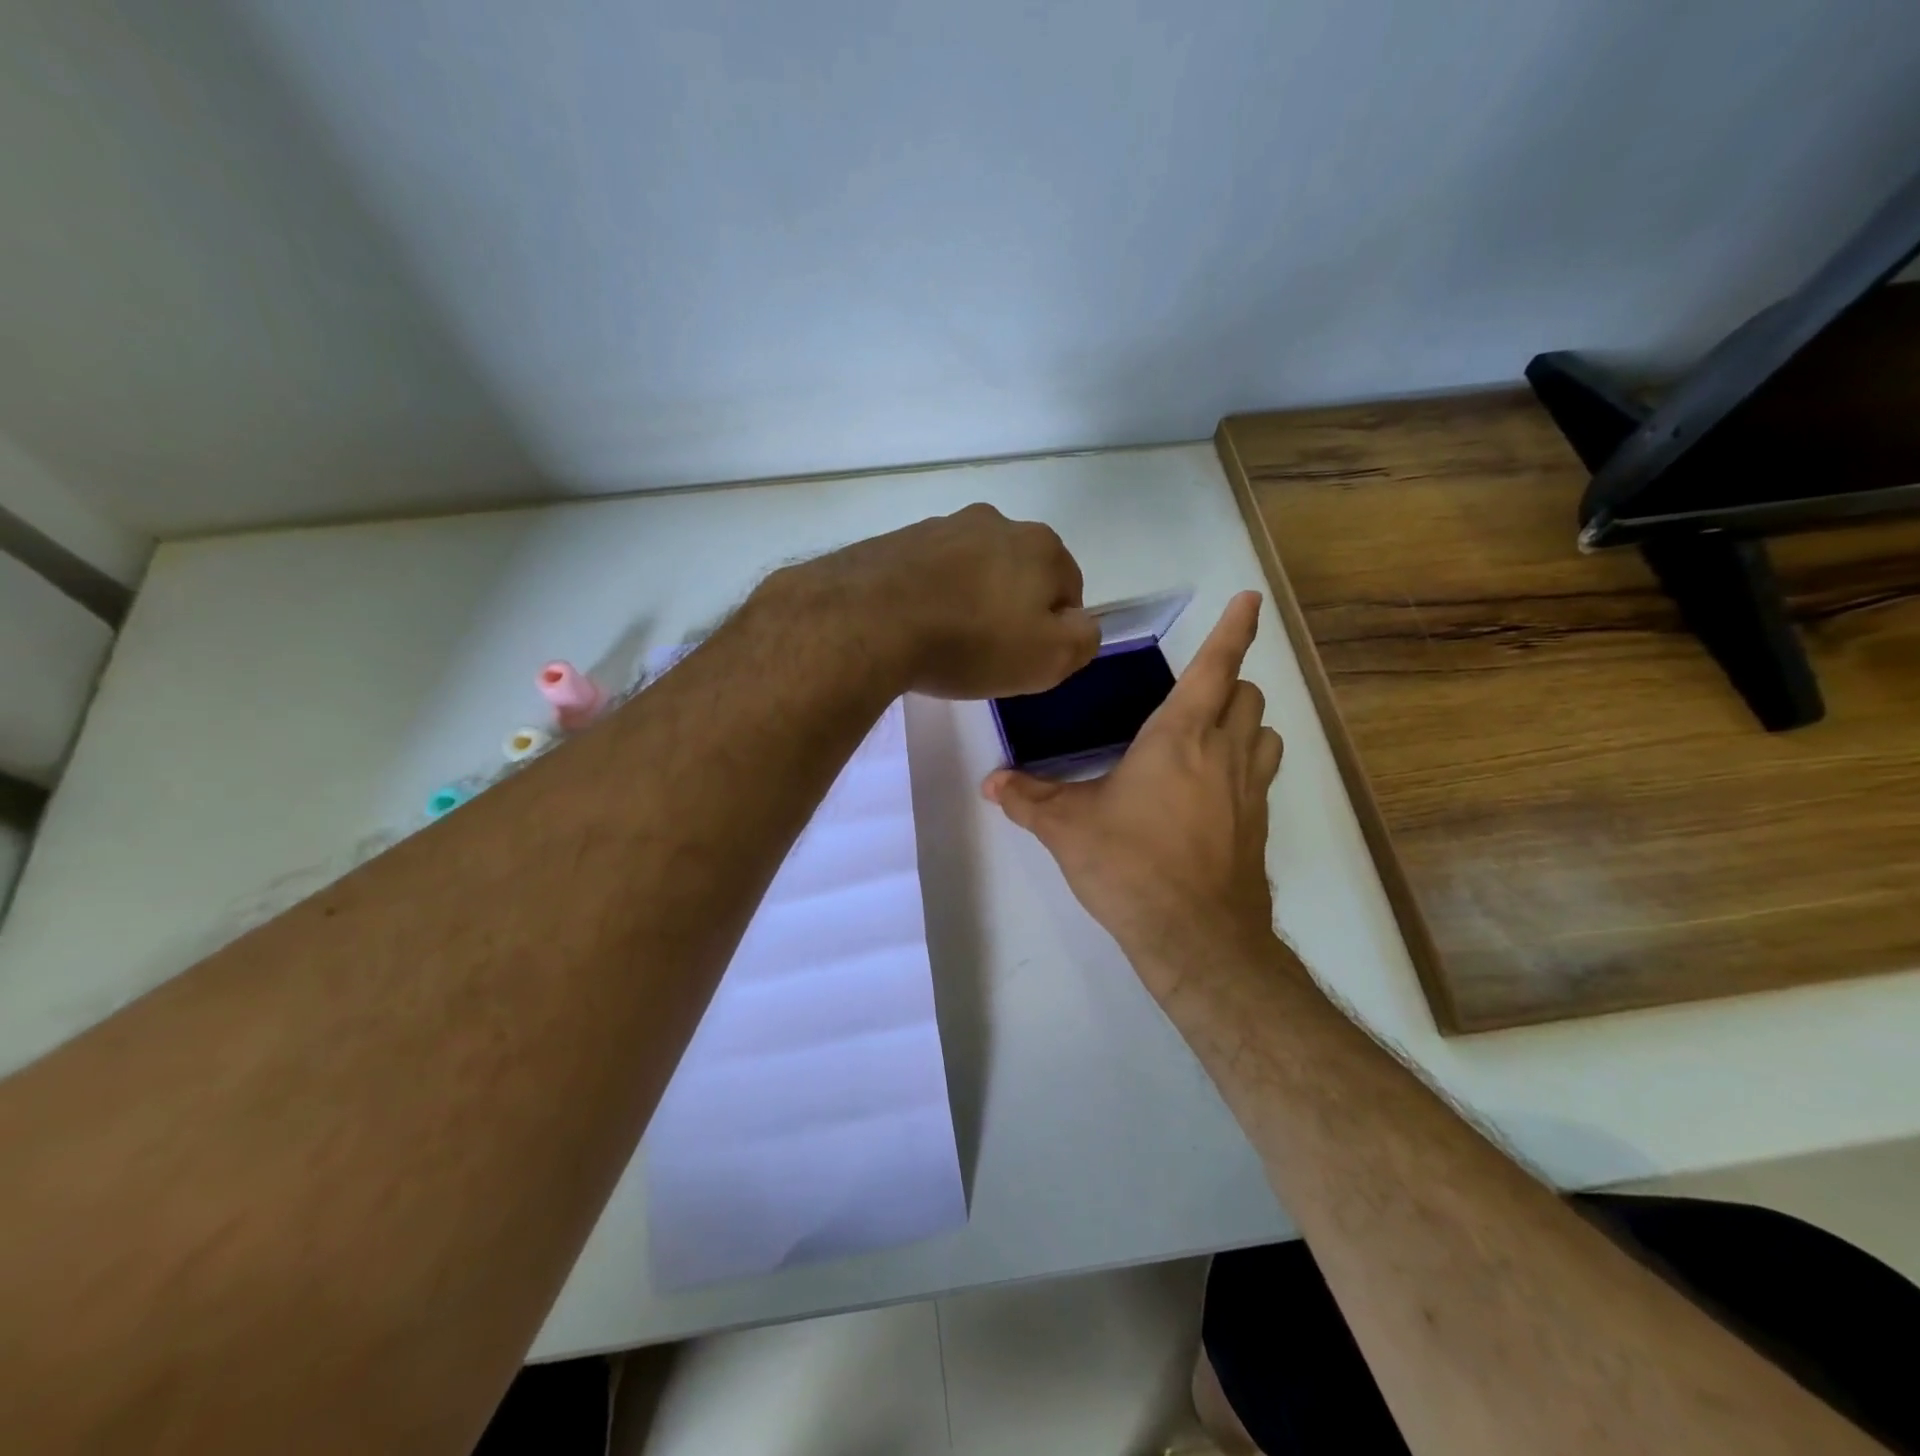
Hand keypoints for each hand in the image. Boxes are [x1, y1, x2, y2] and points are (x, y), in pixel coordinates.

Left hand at [777, 504, 1100, 699]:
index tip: (1024, 658)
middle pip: (1019, 573)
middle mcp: (996, 522)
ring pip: (973, 569)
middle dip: (1010, 608)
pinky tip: (915, 625)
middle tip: (986, 651)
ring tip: (946, 640)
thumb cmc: (972, 642)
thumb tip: (1078, 623)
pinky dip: (931, 594)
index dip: (1052, 629)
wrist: (870, 621)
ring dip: (969, 599)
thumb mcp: (1050, 658)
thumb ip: (1083, 638)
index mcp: (1042, 545)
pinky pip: (930, 572)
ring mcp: (943, 525)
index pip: (1068, 589)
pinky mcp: (898, 539)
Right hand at [982, 592, 1283, 999]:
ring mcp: (1250, 789)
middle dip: (1229, 682)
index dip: (1235, 628)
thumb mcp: (1067, 828)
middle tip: (1196, 694)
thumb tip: (991, 782)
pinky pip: (1263, 773)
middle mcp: (1225, 752)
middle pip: (1248, 694)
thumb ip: (1028, 798)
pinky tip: (1212, 790)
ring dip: (1245, 721)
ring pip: (1266, 731)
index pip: (1216, 666)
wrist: (1196, 937)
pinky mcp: (1260, 824)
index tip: (1250, 599)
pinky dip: (1248, 762)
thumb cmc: (1130, 866)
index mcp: (1180, 737)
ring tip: (1210, 735)